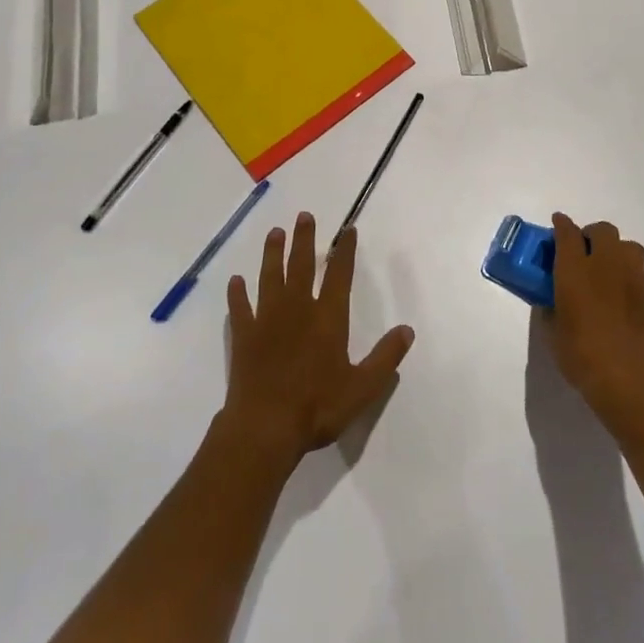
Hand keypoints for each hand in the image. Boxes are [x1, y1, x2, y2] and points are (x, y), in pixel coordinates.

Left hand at [222, 212, 415, 463]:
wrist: (265, 427)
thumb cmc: (317, 407)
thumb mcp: (362, 388)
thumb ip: (385, 357)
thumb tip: (407, 330)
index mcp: (328, 318)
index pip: (340, 276)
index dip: (345, 252)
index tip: (347, 230)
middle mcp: (297, 309)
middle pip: (301, 266)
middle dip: (304, 239)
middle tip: (304, 216)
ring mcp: (267, 320)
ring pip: (270, 277)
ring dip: (273, 254)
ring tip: (275, 233)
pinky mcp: (244, 335)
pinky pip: (240, 308)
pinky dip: (238, 293)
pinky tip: (236, 281)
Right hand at [546, 214, 643, 436]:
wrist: (628, 380)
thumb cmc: (581, 355)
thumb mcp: (552, 331)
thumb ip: (550, 307)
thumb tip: (552, 300)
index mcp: (575, 270)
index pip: (568, 233)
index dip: (561, 225)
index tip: (557, 223)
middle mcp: (606, 264)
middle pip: (603, 230)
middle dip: (592, 235)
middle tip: (583, 252)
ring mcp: (634, 278)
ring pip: (629, 247)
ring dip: (617, 251)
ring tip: (609, 270)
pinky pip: (642, 274)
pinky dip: (632, 277)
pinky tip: (626, 296)